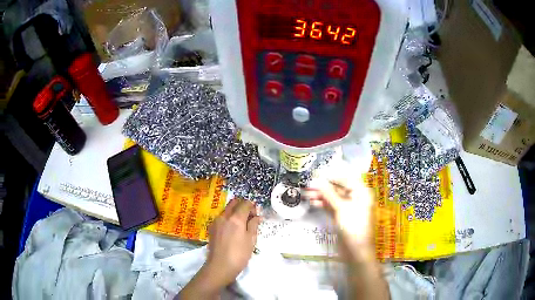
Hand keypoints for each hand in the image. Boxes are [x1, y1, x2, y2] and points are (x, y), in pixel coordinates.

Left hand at [204, 199, 259, 285]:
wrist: (220, 266)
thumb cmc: (239, 254)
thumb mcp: (251, 240)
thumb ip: (253, 225)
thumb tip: (257, 216)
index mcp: (236, 218)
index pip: (245, 203)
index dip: (252, 206)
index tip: (256, 215)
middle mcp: (224, 216)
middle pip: (234, 203)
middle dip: (242, 206)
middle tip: (249, 217)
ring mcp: (216, 221)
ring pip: (226, 209)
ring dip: (234, 212)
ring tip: (241, 225)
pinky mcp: (211, 228)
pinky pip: (221, 217)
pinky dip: (228, 218)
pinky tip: (232, 230)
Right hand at [305, 179, 389, 299]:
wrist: (356, 251)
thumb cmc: (353, 226)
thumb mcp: (341, 208)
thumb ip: (329, 193)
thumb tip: (317, 180)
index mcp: (361, 192)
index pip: (346, 179)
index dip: (331, 176)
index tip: (316, 175)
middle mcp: (356, 198)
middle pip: (339, 188)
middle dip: (323, 187)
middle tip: (308, 185)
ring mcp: (348, 208)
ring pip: (333, 198)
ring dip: (321, 196)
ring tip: (306, 194)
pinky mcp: (341, 217)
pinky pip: (332, 207)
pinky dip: (323, 204)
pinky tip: (313, 202)